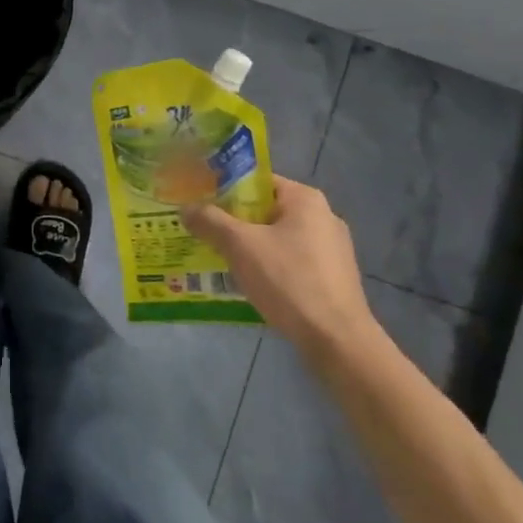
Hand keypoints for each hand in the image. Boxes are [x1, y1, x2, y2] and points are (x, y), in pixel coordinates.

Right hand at [182, 175, 380, 366]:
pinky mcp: (332, 277)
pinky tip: (248, 283)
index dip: (224, 189)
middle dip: (233, 221)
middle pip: (265, 210)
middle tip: (202, 231)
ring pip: (276, 238)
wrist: (337, 340)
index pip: (257, 182)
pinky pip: (290, 261)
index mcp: (305, 199)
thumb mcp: (240, 246)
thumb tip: (186, 208)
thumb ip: (210, 221)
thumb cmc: (289, 280)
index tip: (199, 203)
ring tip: (218, 258)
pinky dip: (268, 266)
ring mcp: (331, 249)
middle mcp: (323, 217)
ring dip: (248, 247)